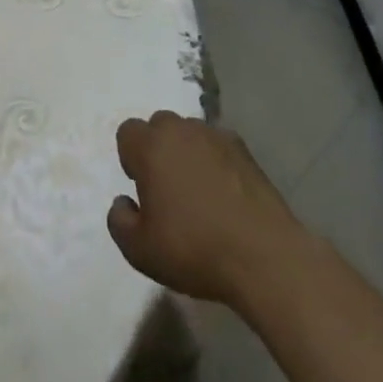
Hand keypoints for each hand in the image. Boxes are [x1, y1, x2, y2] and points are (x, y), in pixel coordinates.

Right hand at [107, 111, 305, 308]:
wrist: (263, 256)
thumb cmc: (193, 249)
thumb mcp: (139, 250)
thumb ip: (119, 220)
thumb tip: (123, 202)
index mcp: (151, 146)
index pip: (128, 132)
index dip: (131, 158)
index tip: (143, 188)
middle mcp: (181, 130)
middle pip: (160, 125)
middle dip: (158, 149)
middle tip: (167, 188)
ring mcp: (216, 136)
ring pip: (190, 133)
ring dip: (187, 152)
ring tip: (199, 191)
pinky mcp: (245, 150)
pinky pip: (218, 146)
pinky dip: (215, 161)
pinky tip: (224, 193)